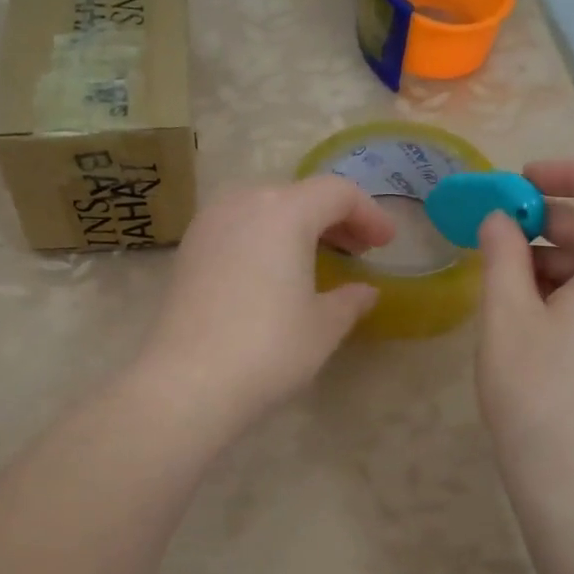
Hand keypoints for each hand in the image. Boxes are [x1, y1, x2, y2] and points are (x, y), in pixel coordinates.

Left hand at [136, 176, 394, 424]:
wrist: (188, 380)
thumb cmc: (268, 348)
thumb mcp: (323, 326)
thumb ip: (350, 300)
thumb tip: (365, 291)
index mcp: (284, 211)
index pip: (337, 193)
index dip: (369, 214)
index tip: (386, 244)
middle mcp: (243, 203)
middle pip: (299, 194)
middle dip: (333, 218)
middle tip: (357, 250)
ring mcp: (209, 223)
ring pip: (264, 207)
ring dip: (296, 225)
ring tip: (316, 259)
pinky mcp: (188, 249)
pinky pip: (237, 226)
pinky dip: (264, 237)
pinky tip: (273, 272)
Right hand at [475, 160, 573, 510]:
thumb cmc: (538, 395)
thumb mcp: (507, 316)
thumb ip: (501, 253)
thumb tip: (498, 219)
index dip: (565, 173)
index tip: (518, 183)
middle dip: (553, 220)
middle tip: (499, 231)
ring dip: (561, 257)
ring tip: (507, 278)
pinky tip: (535, 310)